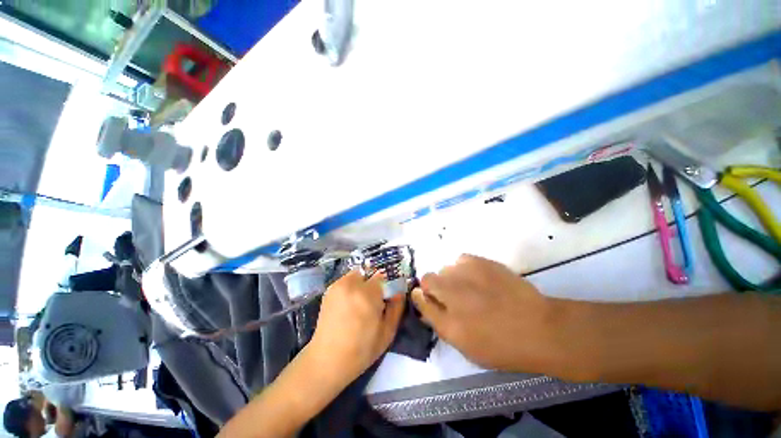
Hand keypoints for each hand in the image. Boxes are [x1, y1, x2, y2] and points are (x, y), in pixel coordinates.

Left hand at [310, 270, 405, 383]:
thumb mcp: (387, 332)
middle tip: (372, 303)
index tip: (385, 299)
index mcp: (368, 295)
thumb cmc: (362, 350)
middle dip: (374, 286)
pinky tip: (348, 305)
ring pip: (357, 275)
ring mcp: (338, 286)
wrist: (328, 360)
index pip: (382, 277)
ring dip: (362, 284)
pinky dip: (351, 287)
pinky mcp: (329, 290)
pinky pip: (346, 281)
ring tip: (359, 304)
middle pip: (369, 275)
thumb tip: (400, 292)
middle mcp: (352, 285)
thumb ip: (396, 308)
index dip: (386, 288)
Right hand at [412, 254, 562, 372]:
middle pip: (428, 278)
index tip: (430, 300)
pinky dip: (464, 268)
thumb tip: (420, 298)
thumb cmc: (500, 344)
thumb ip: (437, 320)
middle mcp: (452, 293)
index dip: (422, 297)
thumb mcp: (464, 345)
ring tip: (469, 288)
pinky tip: (477, 278)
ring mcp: (467, 274)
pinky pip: (461, 260)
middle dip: (434, 286)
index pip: (419, 297)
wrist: (538, 328)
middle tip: (452, 297)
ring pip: (445, 268)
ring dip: (450, 277)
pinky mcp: (482, 262)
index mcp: (447, 319)